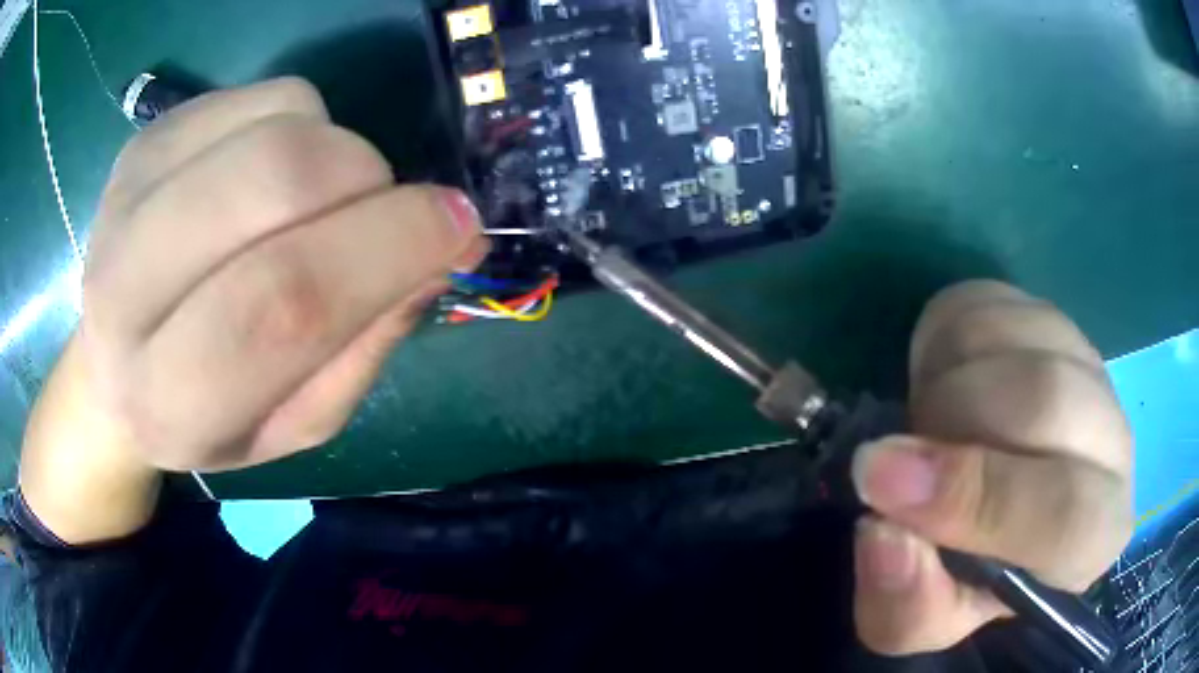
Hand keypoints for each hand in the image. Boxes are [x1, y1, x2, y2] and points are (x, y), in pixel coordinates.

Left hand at [22, 78, 486, 541]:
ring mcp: (127, 198)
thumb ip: (360, 352)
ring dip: (337, 151)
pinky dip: (304, 121)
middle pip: (273, 181)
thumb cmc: (206, 417)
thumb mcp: (291, 425)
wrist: (113, 372)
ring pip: (274, 124)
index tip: (457, 227)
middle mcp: (125, 291)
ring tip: (322, 200)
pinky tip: (278, 169)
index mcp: (167, 398)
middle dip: (366, 183)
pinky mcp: (143, 142)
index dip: (385, 249)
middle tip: (391, 209)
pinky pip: (260, 95)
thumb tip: (435, 254)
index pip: (280, 302)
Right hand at [850, 280, 1132, 654]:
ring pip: (1013, 339)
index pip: (1065, 513)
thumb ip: (908, 604)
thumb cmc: (969, 575)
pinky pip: (988, 302)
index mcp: (1093, 537)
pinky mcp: (1050, 318)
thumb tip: (884, 534)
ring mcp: (1087, 365)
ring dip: (944, 382)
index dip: (979, 499)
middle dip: (952, 422)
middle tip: (901, 452)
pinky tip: (946, 384)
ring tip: (929, 426)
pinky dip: (944, 341)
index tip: (884, 487)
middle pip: (1045, 400)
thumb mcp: (924, 617)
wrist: (998, 500)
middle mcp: (1112, 443)